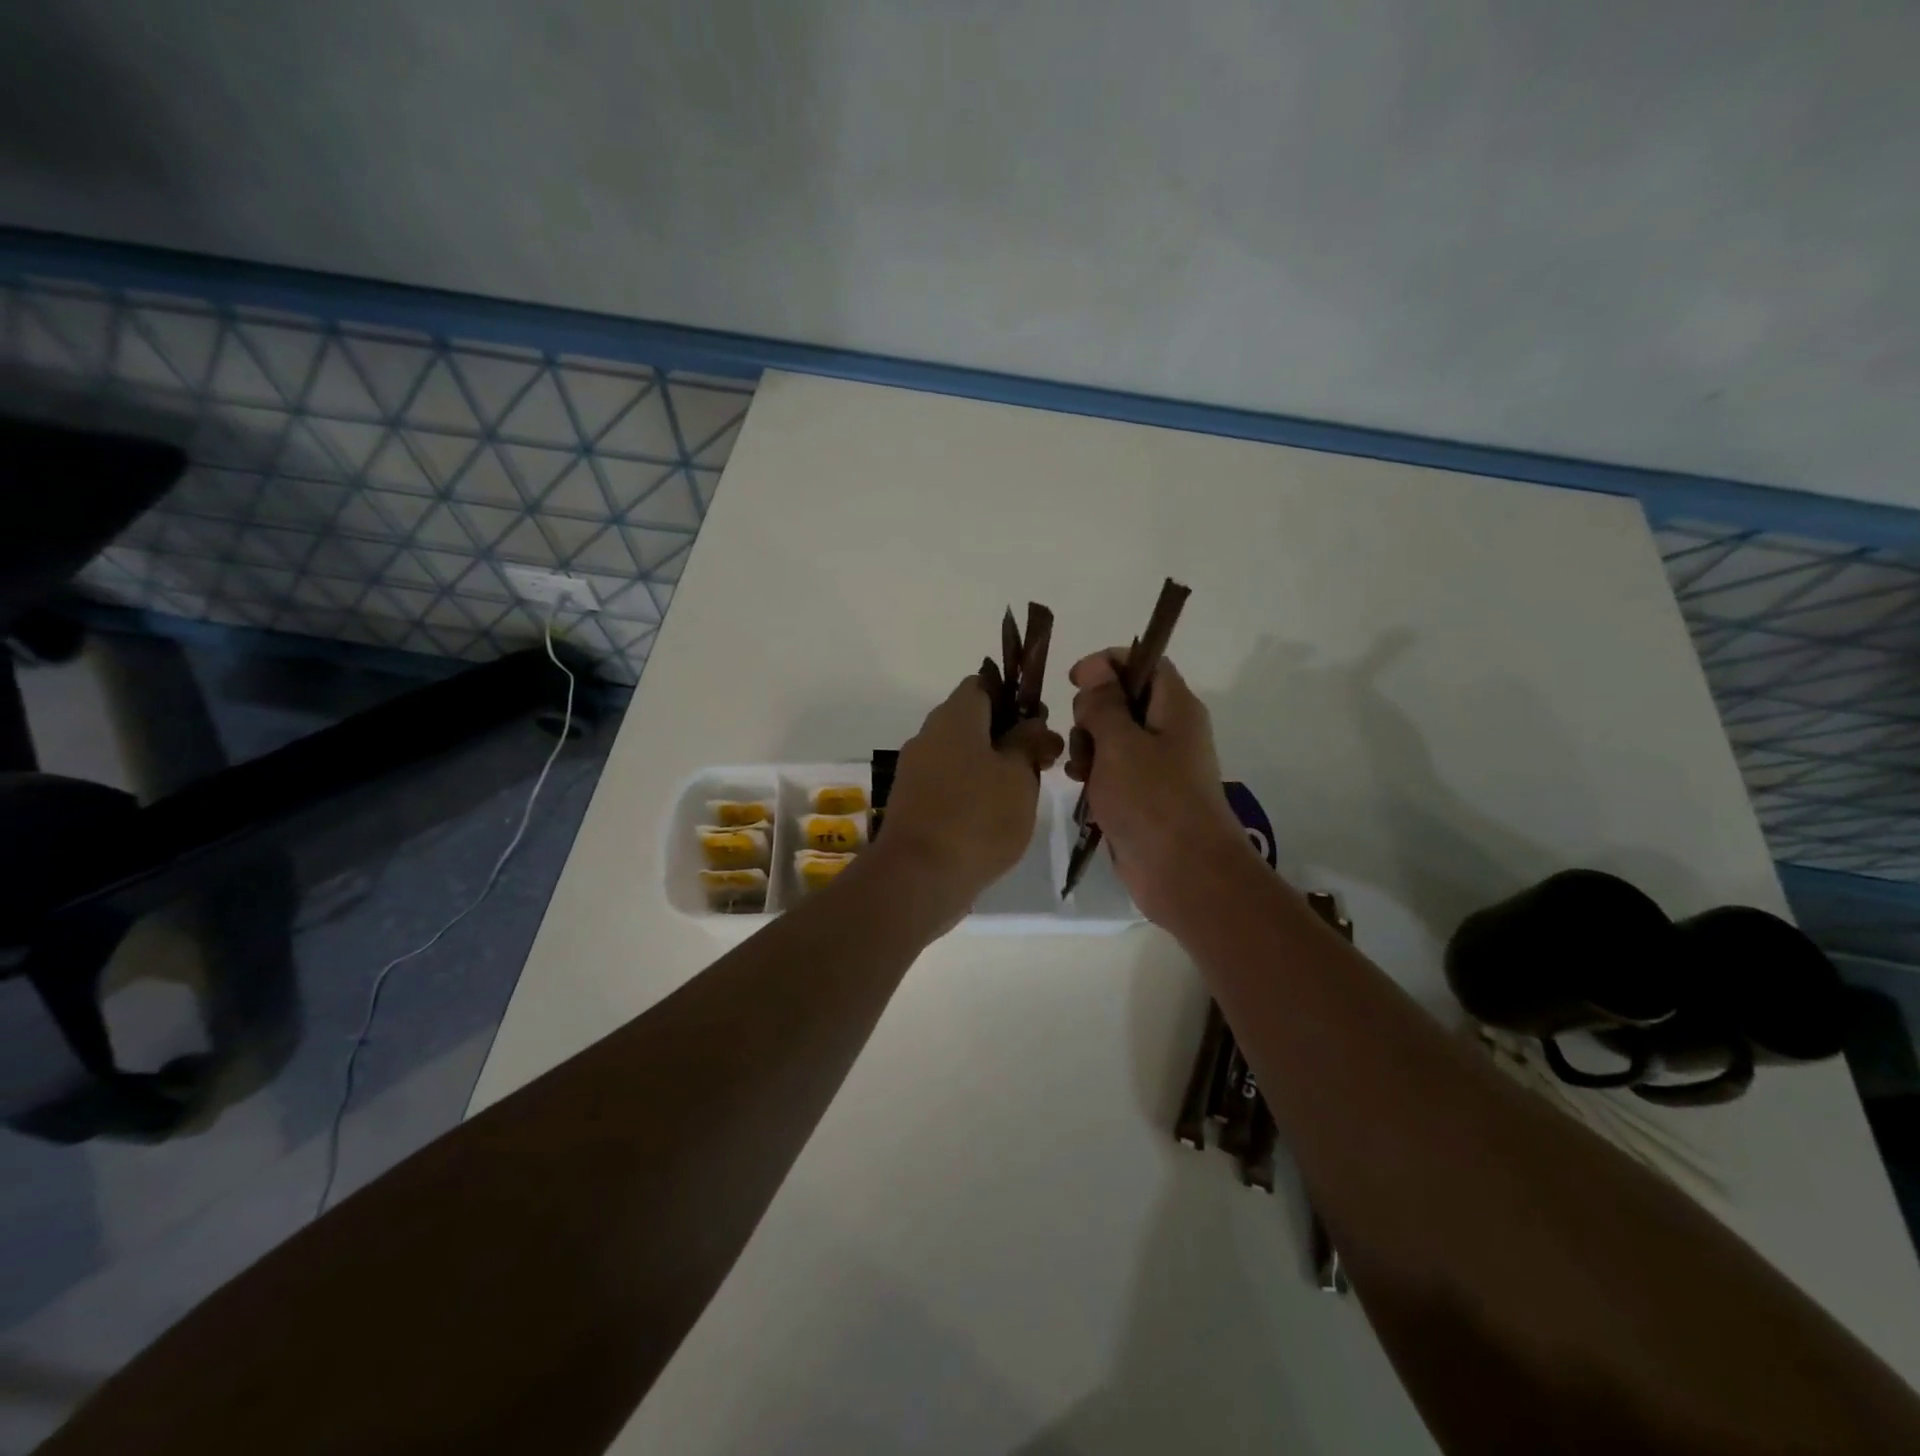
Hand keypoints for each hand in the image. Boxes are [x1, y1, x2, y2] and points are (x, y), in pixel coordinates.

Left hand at [875, 676, 1064, 914]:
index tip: (1039, 724)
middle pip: (972, 721)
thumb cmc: (978, 816)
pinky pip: (948, 783)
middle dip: (1007, 736)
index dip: (1014, 697)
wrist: (919, 876)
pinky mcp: (912, 803)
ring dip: (991, 766)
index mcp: (954, 716)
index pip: (983, 684)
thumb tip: (1033, 723)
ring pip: (961, 754)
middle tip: (1041, 762)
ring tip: (1023, 793)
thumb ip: (1029, 742)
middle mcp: (928, 735)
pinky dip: (971, 791)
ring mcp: (915, 770)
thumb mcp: (1019, 775)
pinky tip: (994, 817)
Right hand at [1066, 650, 1253, 924]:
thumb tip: (1096, 672)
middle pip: (1124, 699)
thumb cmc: (1152, 800)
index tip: (1075, 679)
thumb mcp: (1120, 743)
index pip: (1144, 662)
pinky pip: (1113, 769)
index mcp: (1175, 707)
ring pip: (1113, 736)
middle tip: (1083, 735)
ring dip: (1088, 745)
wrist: (1183, 873)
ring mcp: (1158, 765)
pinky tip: (1080, 785)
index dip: (1108, 664)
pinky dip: (1093, 772)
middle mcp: (1170, 730)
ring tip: (1079, 769)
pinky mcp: (1144, 795)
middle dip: (1092, 711)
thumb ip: (1103, 704)